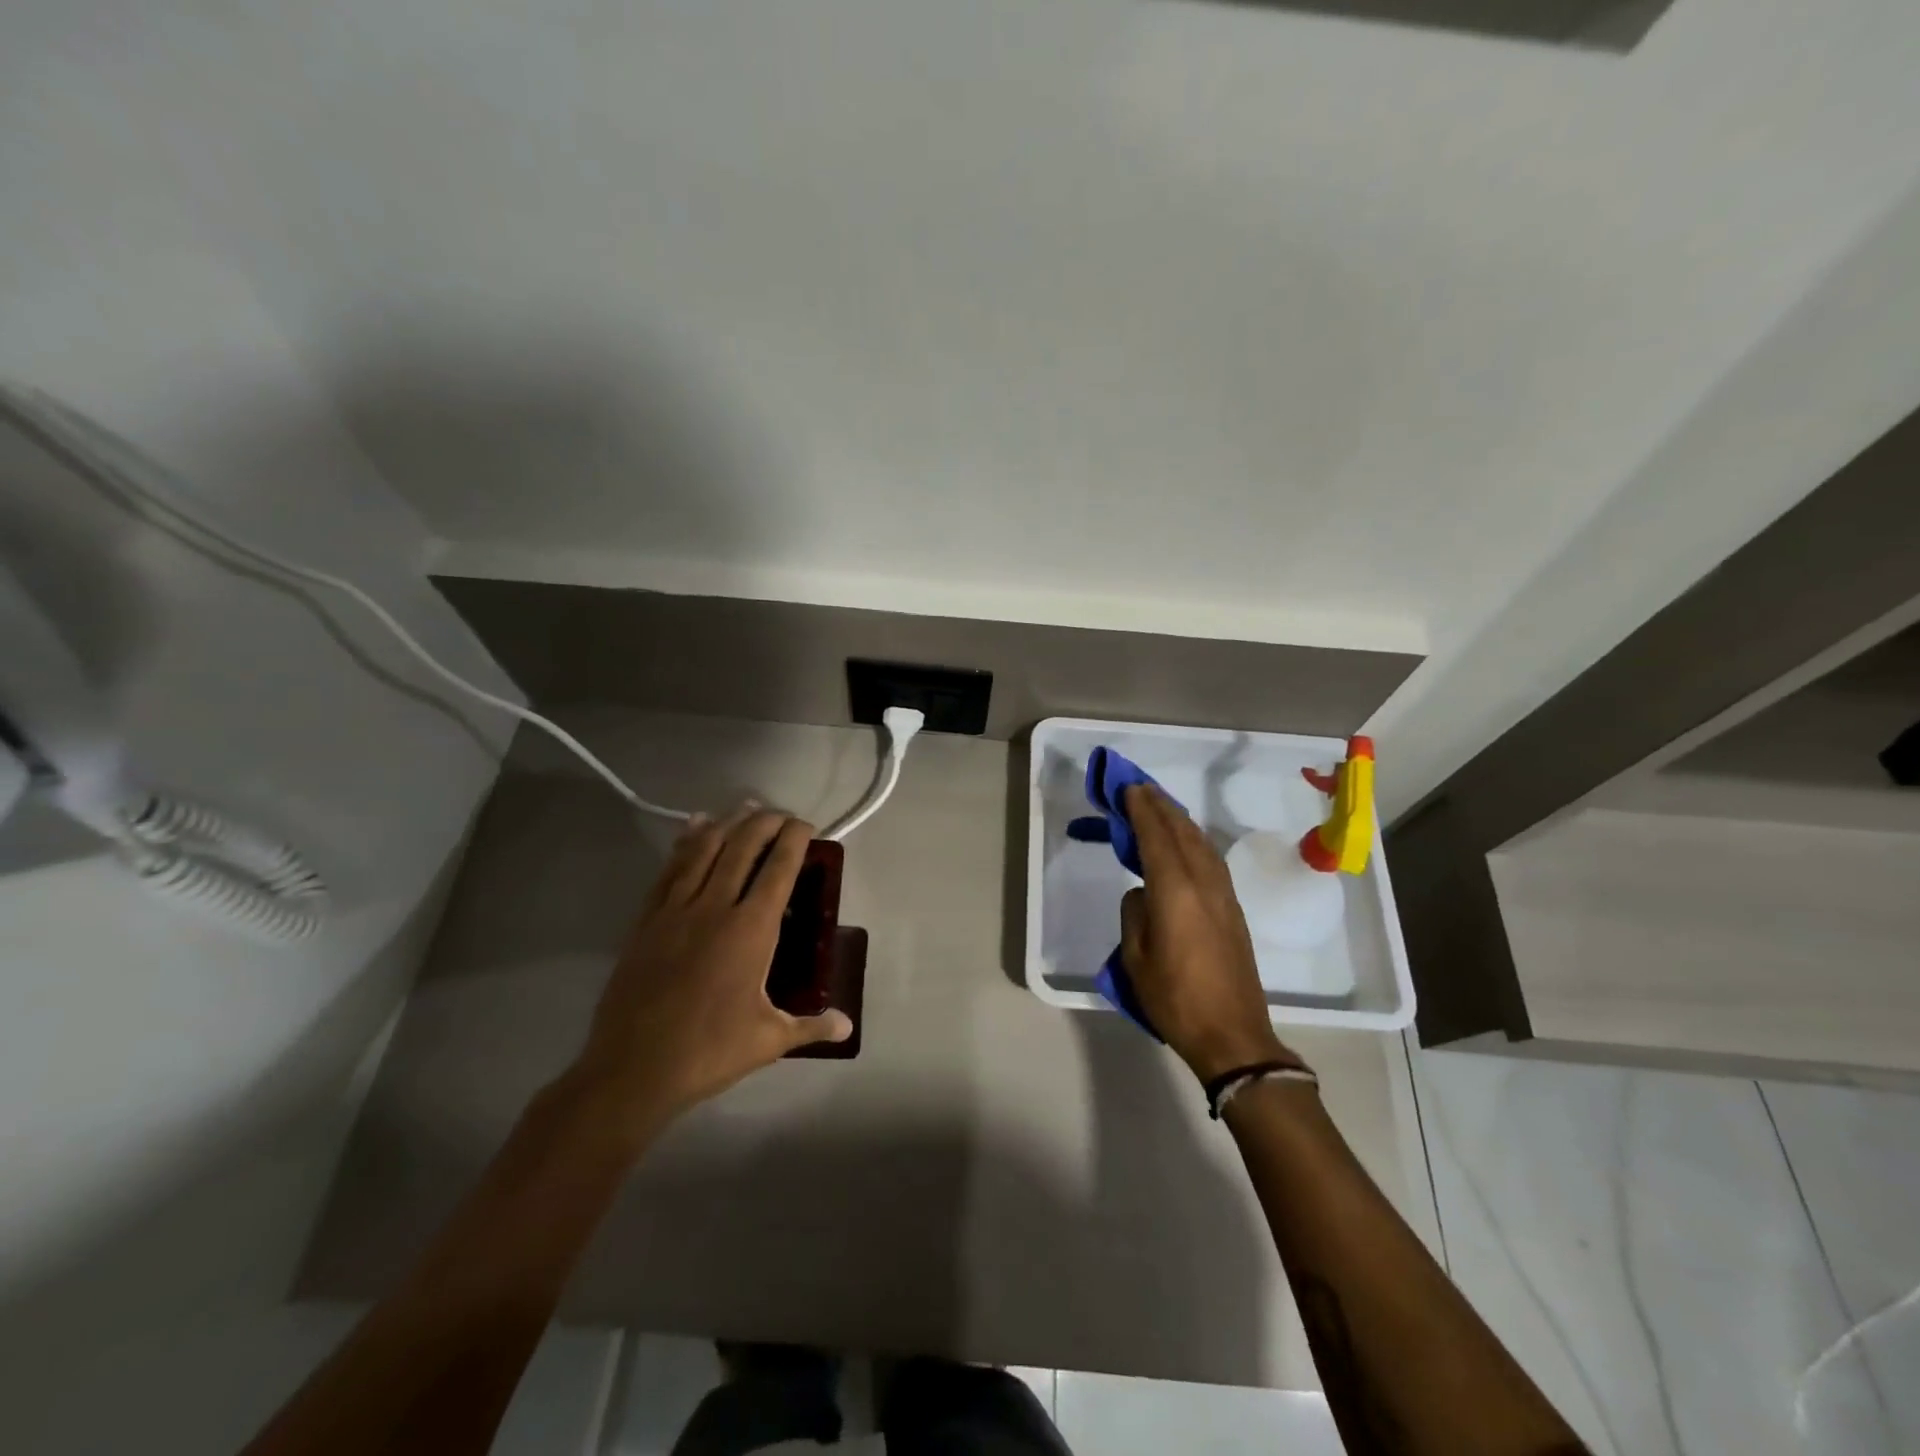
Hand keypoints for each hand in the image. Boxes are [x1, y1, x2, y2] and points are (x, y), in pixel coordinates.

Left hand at [569, 805, 851, 1130]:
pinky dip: (685, 843)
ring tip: (744, 808)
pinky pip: (669, 870)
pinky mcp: (647, 921)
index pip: (779, 869)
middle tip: (781, 815)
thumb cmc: (709, 1052)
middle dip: (765, 823)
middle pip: (742, 848)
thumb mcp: (769, 1040)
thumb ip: (812, 1026)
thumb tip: (848, 1026)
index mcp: (751, 930)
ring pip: (704, 850)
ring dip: (727, 824)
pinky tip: (693, 829)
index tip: (806, 826)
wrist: (633, 1069)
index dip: (794, 840)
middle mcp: (715, 908)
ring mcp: (676, 910)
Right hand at [1120, 785, 1295, 1082]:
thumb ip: (1136, 913)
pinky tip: (1185, 842)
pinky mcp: (1234, 910)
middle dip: (1160, 806)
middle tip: (1140, 788)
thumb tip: (1144, 893)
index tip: (1128, 788)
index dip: (1141, 810)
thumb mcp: (1136, 957)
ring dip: (1179, 820)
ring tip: (1160, 806)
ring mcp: (1224, 895)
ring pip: (1201, 843)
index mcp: (1175, 891)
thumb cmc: (1174, 998)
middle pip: (1182, 832)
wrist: (1233, 1036)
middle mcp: (1204, 883)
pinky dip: (1193, 840)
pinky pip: (1211, 859)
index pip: (1156, 837)